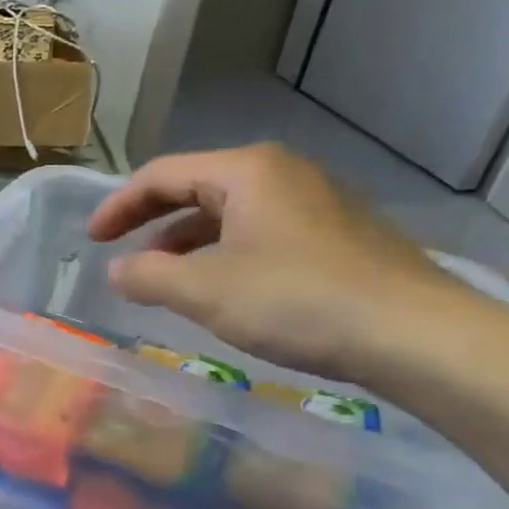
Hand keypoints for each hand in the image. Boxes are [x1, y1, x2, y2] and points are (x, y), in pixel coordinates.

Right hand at [88, 144, 481, 382]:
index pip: (161, 175)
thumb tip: (117, 270)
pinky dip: (223, 252)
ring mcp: (315, 203)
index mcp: (246, 171)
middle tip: (118, 248)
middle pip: (195, 186)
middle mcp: (281, 174)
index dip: (118, 206)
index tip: (91, 240)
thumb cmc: (298, 301)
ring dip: (185, 240)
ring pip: (228, 211)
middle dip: (150, 219)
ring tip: (161, 274)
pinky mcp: (336, 236)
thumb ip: (147, 276)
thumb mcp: (204, 291)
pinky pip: (259, 231)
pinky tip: (219, 287)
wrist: (417, 336)